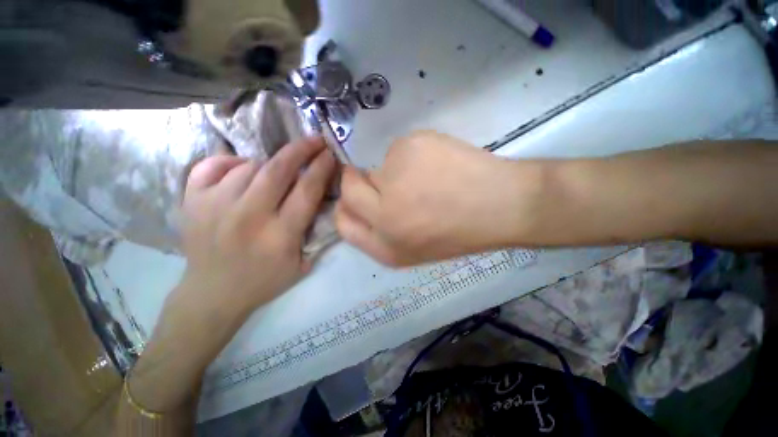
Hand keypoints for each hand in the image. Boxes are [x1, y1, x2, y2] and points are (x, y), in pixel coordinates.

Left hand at [177, 136, 335, 318]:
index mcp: (279, 234)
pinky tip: (242, 169)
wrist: (212, 294)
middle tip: (314, 140)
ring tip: (276, 171)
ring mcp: (215, 206)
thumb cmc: (264, 281)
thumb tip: (320, 199)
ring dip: (269, 164)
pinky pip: (212, 165)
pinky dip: (231, 162)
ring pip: (250, 166)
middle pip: (278, 169)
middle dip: (301, 149)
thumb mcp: (302, 264)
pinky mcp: (192, 202)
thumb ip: (314, 231)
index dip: (321, 168)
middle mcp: (248, 216)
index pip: (307, 190)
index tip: (329, 153)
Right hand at [336, 131, 542, 265]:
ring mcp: (394, 179)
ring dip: (395, 171)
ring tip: (428, 178)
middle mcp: (382, 214)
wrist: (501, 205)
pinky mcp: (409, 148)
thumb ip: (380, 232)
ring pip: (378, 167)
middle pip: (349, 188)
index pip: (342, 222)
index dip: (346, 207)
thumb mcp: (413, 250)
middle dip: (360, 181)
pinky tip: (438, 164)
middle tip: (389, 180)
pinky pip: (399, 150)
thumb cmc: (459, 232)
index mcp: (385, 245)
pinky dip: (413, 155)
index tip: (358, 197)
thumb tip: (362, 201)